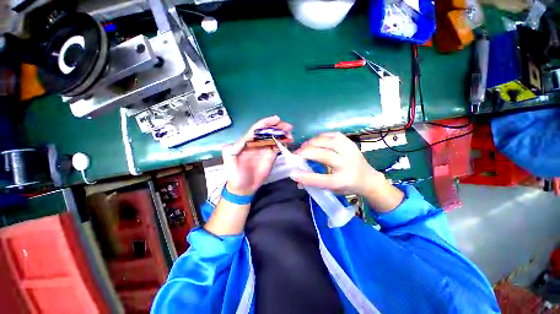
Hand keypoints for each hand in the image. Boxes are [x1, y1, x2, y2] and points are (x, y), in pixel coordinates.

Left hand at [222, 116, 292, 195]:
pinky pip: (277, 147)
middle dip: (278, 127)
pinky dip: (283, 143)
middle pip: (268, 132)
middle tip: (288, 127)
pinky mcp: (271, 156)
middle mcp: (257, 143)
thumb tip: (246, 138)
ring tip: (290, 135)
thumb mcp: (229, 158)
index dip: (266, 123)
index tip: (276, 120)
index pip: (257, 129)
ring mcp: (264, 149)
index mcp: (246, 142)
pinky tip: (288, 142)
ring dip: (283, 134)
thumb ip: (234, 147)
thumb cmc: (234, 174)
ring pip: (274, 138)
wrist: (243, 187)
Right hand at [291, 132, 403, 211]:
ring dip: (313, 142)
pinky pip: (334, 135)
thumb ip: (313, 183)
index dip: (306, 177)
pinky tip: (316, 141)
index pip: (322, 180)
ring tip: (304, 146)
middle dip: (307, 153)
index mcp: (343, 181)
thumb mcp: (331, 189)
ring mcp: (351, 152)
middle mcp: (348, 165)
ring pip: (329, 141)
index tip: (293, 173)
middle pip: (325, 155)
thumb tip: (296, 176)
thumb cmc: (347, 186)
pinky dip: (322, 136)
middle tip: (296, 154)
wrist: (368, 179)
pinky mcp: (350, 143)